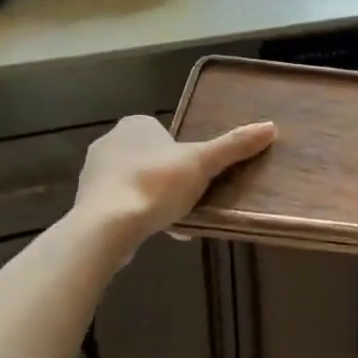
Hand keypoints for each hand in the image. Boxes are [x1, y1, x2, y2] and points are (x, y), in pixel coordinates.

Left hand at [75, 115, 275, 244]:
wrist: (107, 226)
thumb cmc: (156, 184)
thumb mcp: (203, 163)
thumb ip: (234, 146)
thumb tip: (271, 127)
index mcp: (135, 125)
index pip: (165, 133)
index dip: (184, 154)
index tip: (198, 175)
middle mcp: (109, 142)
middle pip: (151, 158)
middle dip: (169, 177)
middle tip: (190, 197)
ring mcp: (93, 173)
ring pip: (135, 181)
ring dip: (153, 197)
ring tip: (175, 219)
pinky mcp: (86, 202)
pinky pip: (120, 204)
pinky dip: (137, 214)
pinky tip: (154, 231)